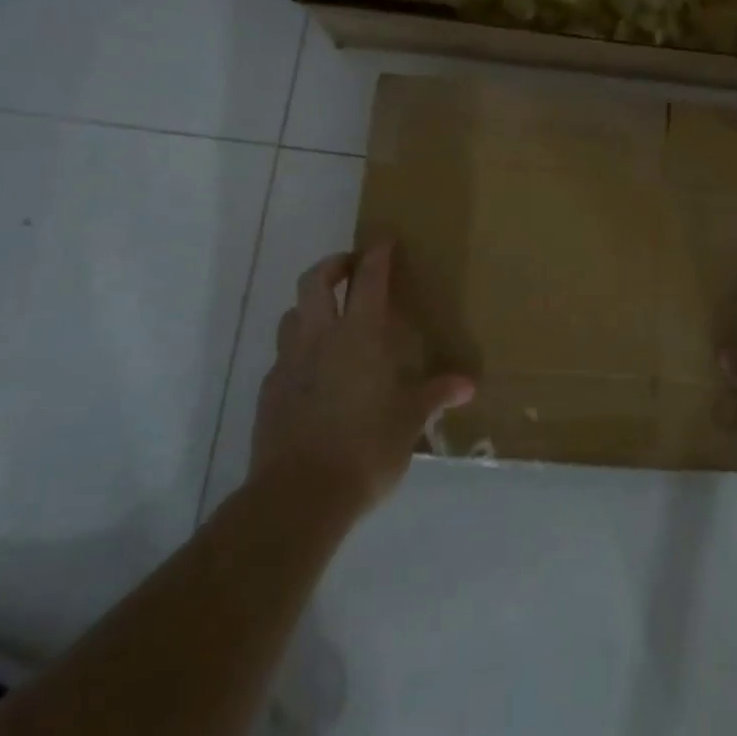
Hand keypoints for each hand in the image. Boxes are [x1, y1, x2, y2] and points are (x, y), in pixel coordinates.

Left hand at [250, 243, 473, 510]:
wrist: (299, 496)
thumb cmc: (366, 448)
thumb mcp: (410, 421)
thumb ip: (435, 395)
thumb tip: (467, 384)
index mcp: (359, 337)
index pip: (368, 280)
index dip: (377, 255)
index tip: (384, 239)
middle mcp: (319, 338)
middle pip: (315, 281)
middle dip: (334, 265)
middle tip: (351, 268)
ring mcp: (288, 363)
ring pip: (292, 314)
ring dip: (310, 305)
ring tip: (330, 317)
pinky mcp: (269, 391)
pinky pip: (283, 355)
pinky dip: (299, 348)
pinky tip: (315, 372)